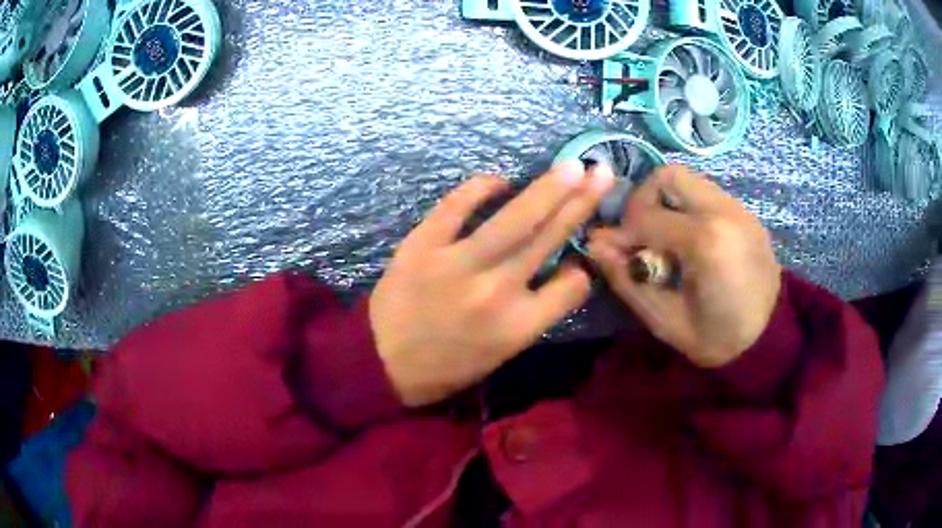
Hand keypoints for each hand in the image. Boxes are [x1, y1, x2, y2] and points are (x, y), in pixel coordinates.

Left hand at [370, 163, 614, 406]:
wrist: (380, 363)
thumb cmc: (444, 367)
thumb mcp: (501, 355)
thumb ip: (535, 315)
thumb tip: (563, 271)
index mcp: (518, 327)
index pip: (571, 287)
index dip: (581, 270)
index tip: (578, 259)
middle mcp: (496, 292)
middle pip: (548, 239)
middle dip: (580, 203)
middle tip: (602, 172)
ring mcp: (458, 264)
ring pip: (513, 219)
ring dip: (547, 189)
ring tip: (572, 167)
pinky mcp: (423, 245)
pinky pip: (456, 206)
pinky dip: (479, 188)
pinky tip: (500, 180)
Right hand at [587, 165, 780, 367]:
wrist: (768, 342)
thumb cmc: (716, 340)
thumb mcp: (664, 320)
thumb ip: (626, 279)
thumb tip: (595, 245)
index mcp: (705, 241)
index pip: (647, 217)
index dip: (621, 233)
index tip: (611, 251)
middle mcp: (725, 212)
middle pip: (668, 177)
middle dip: (643, 201)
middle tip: (640, 234)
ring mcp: (740, 209)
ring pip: (690, 182)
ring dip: (667, 203)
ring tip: (664, 239)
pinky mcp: (747, 215)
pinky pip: (707, 196)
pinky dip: (688, 210)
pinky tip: (689, 243)